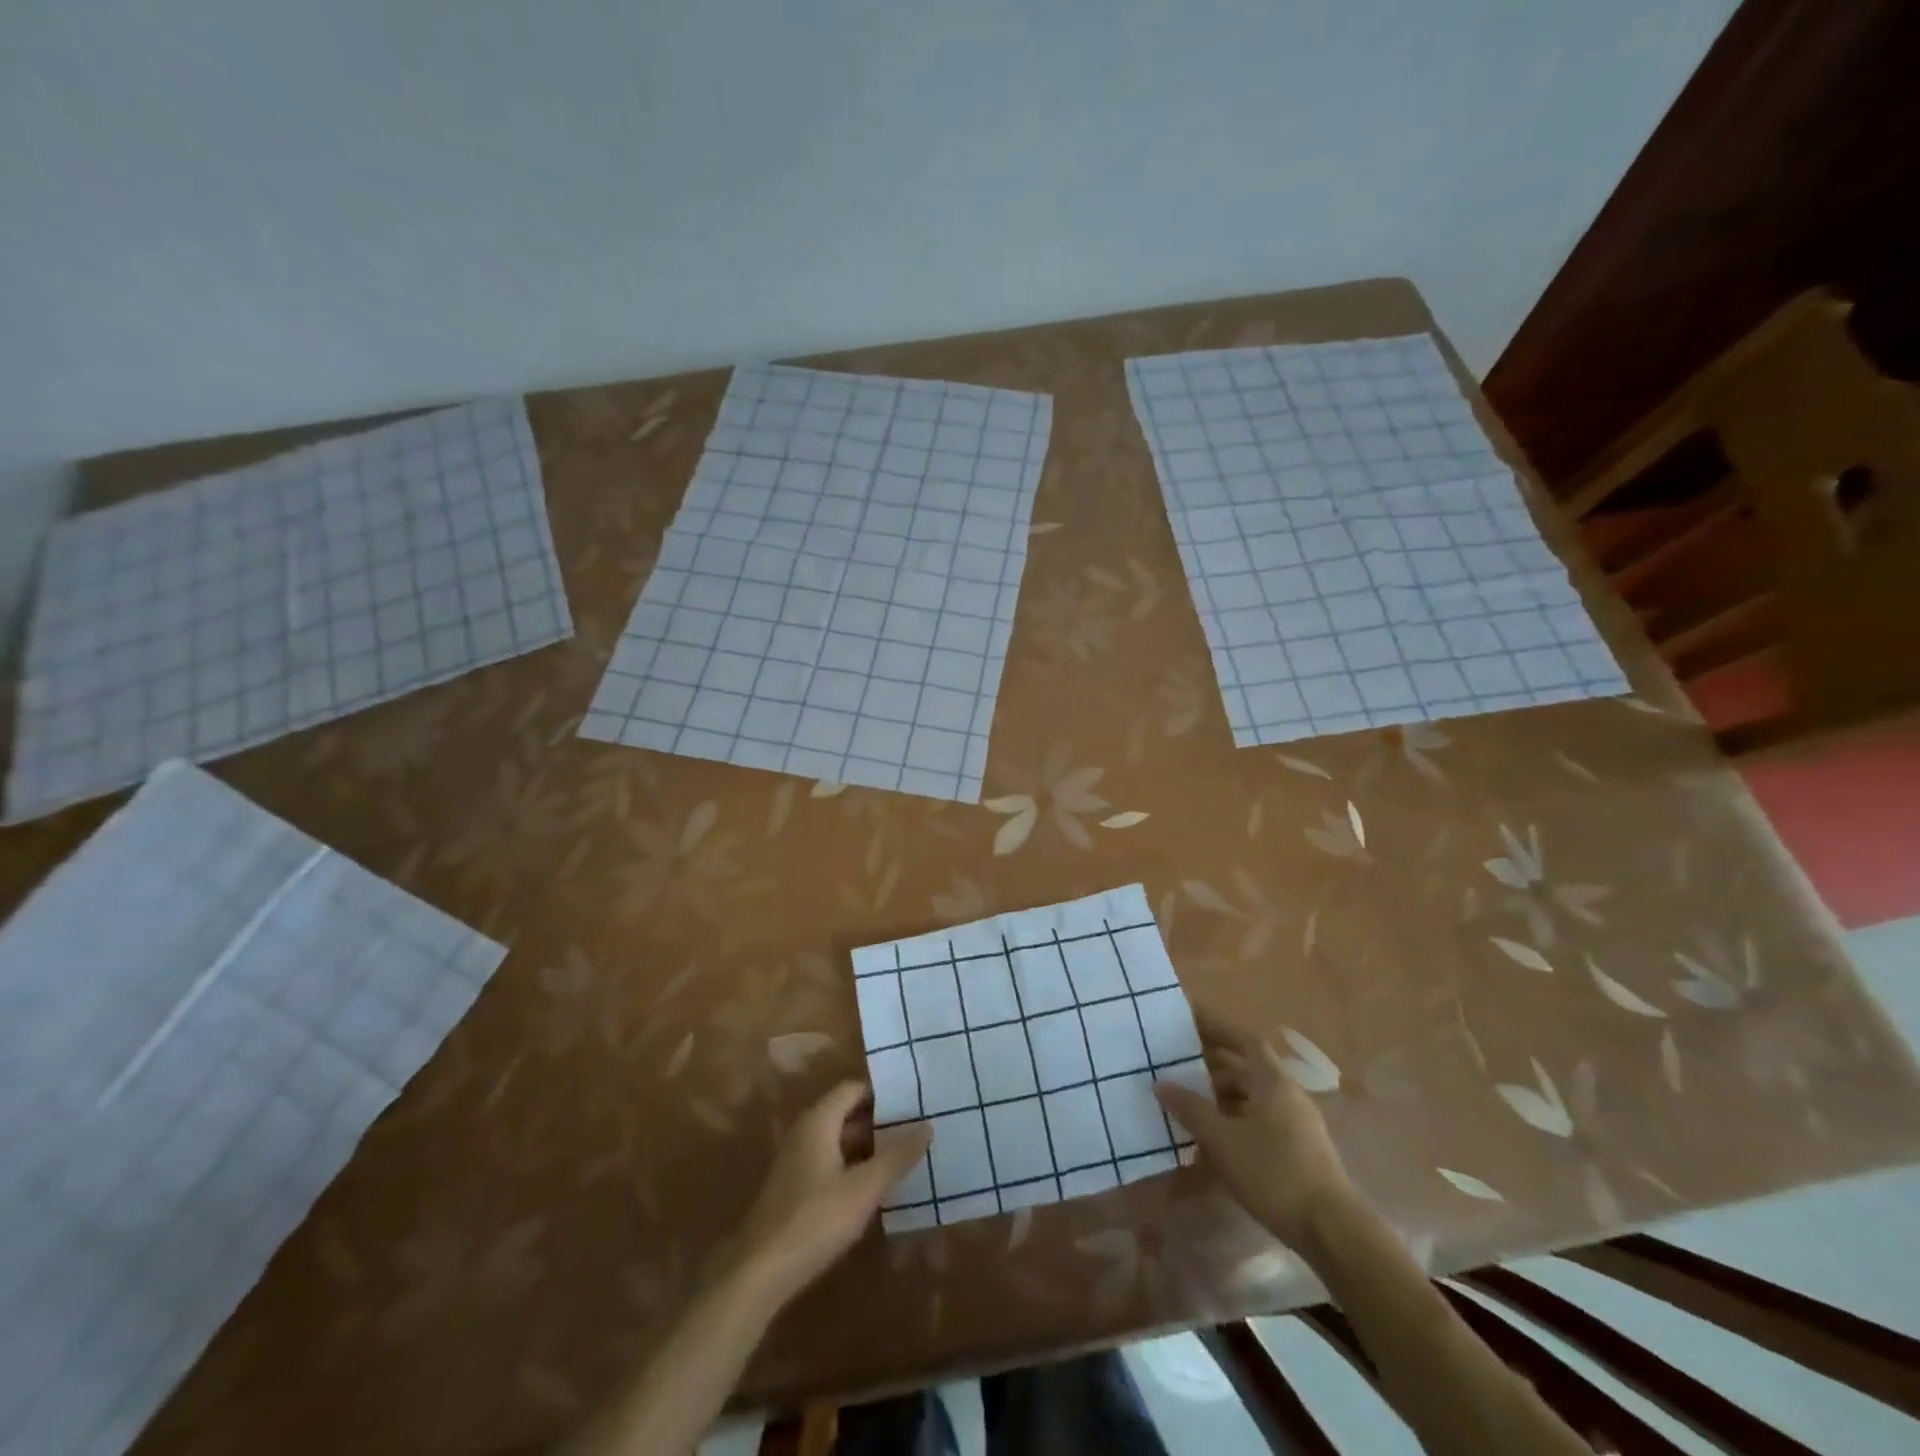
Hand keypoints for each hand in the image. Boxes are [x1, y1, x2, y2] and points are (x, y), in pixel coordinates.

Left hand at [732, 1081, 931, 1307]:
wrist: (758, 1273)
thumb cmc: (814, 1220)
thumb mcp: (864, 1188)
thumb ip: (896, 1156)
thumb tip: (927, 1125)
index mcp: (818, 1121)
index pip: (853, 1089)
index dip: (883, 1093)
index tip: (914, 1100)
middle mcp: (805, 1132)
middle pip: (847, 1113)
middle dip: (880, 1121)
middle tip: (917, 1127)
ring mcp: (797, 1161)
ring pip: (839, 1141)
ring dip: (869, 1146)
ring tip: (905, 1155)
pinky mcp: (795, 1188)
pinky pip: (831, 1163)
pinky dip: (854, 1166)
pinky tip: (876, 1186)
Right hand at [1154, 1008, 1351, 1247]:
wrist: (1332, 1230)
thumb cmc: (1274, 1173)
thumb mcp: (1222, 1140)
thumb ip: (1190, 1109)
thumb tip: (1161, 1083)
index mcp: (1273, 1081)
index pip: (1243, 1038)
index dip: (1216, 1025)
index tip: (1188, 1018)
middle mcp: (1288, 1093)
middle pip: (1247, 1067)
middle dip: (1212, 1064)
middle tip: (1179, 1063)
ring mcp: (1297, 1122)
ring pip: (1253, 1096)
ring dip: (1222, 1096)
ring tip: (1190, 1105)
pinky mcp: (1300, 1149)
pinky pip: (1260, 1120)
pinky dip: (1235, 1120)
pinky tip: (1214, 1142)